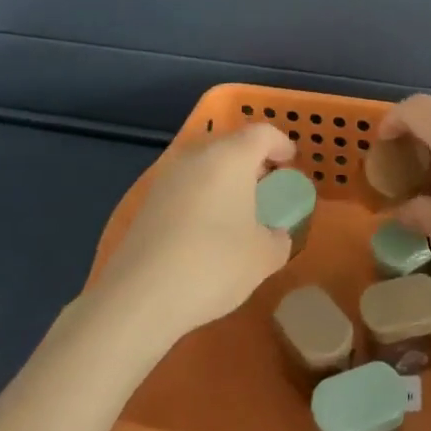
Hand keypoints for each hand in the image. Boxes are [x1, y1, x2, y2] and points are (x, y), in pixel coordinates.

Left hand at [92, 123, 295, 345]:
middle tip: (268, 186)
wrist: (139, 297)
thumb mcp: (264, 256)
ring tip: (240, 209)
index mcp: (231, 157)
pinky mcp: (148, 202)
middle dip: (253, 160)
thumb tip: (276, 234)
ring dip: (226, 178)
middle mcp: (197, 156)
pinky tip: (209, 228)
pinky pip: (187, 186)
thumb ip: (279, 238)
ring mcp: (168, 177)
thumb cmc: (213, 264)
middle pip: (231, 144)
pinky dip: (204, 195)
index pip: (263, 133)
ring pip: (206, 164)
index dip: (281, 144)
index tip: (291, 163)